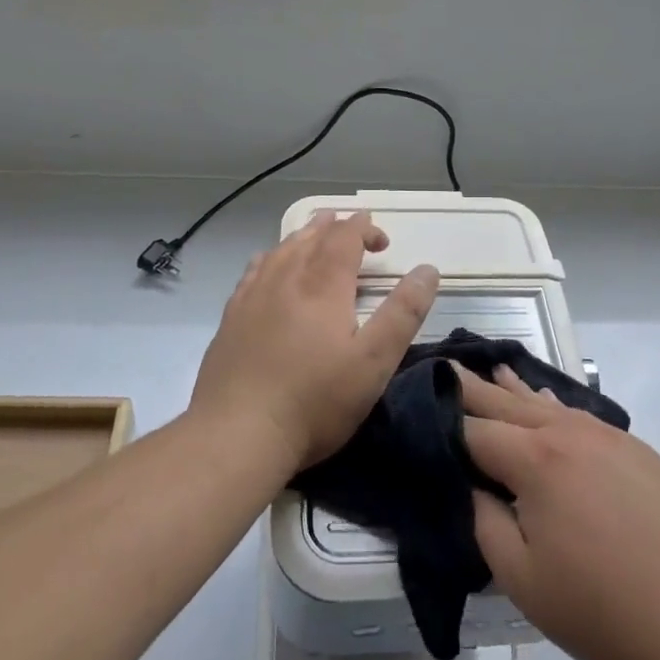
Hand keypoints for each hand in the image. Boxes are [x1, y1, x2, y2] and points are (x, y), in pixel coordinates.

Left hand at [190, 211, 438, 475]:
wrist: (237, 433)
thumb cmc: (315, 400)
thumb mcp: (374, 361)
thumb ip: (403, 313)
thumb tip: (428, 269)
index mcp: (323, 284)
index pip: (345, 237)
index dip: (364, 229)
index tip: (382, 240)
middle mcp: (286, 278)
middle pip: (312, 236)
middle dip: (336, 227)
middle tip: (352, 227)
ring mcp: (253, 295)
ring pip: (281, 249)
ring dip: (304, 236)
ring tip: (315, 232)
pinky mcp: (231, 317)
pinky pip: (254, 270)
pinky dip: (272, 256)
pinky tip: (270, 266)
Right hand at [461, 365, 659, 659]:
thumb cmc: (601, 610)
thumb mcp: (521, 579)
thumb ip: (484, 521)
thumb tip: (471, 485)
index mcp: (535, 459)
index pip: (474, 430)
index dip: (442, 424)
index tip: (416, 411)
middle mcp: (568, 432)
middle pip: (508, 403)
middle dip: (472, 388)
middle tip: (443, 365)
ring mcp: (607, 437)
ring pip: (546, 402)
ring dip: (513, 389)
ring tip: (489, 369)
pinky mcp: (636, 451)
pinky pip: (580, 415)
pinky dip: (553, 404)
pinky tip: (546, 399)